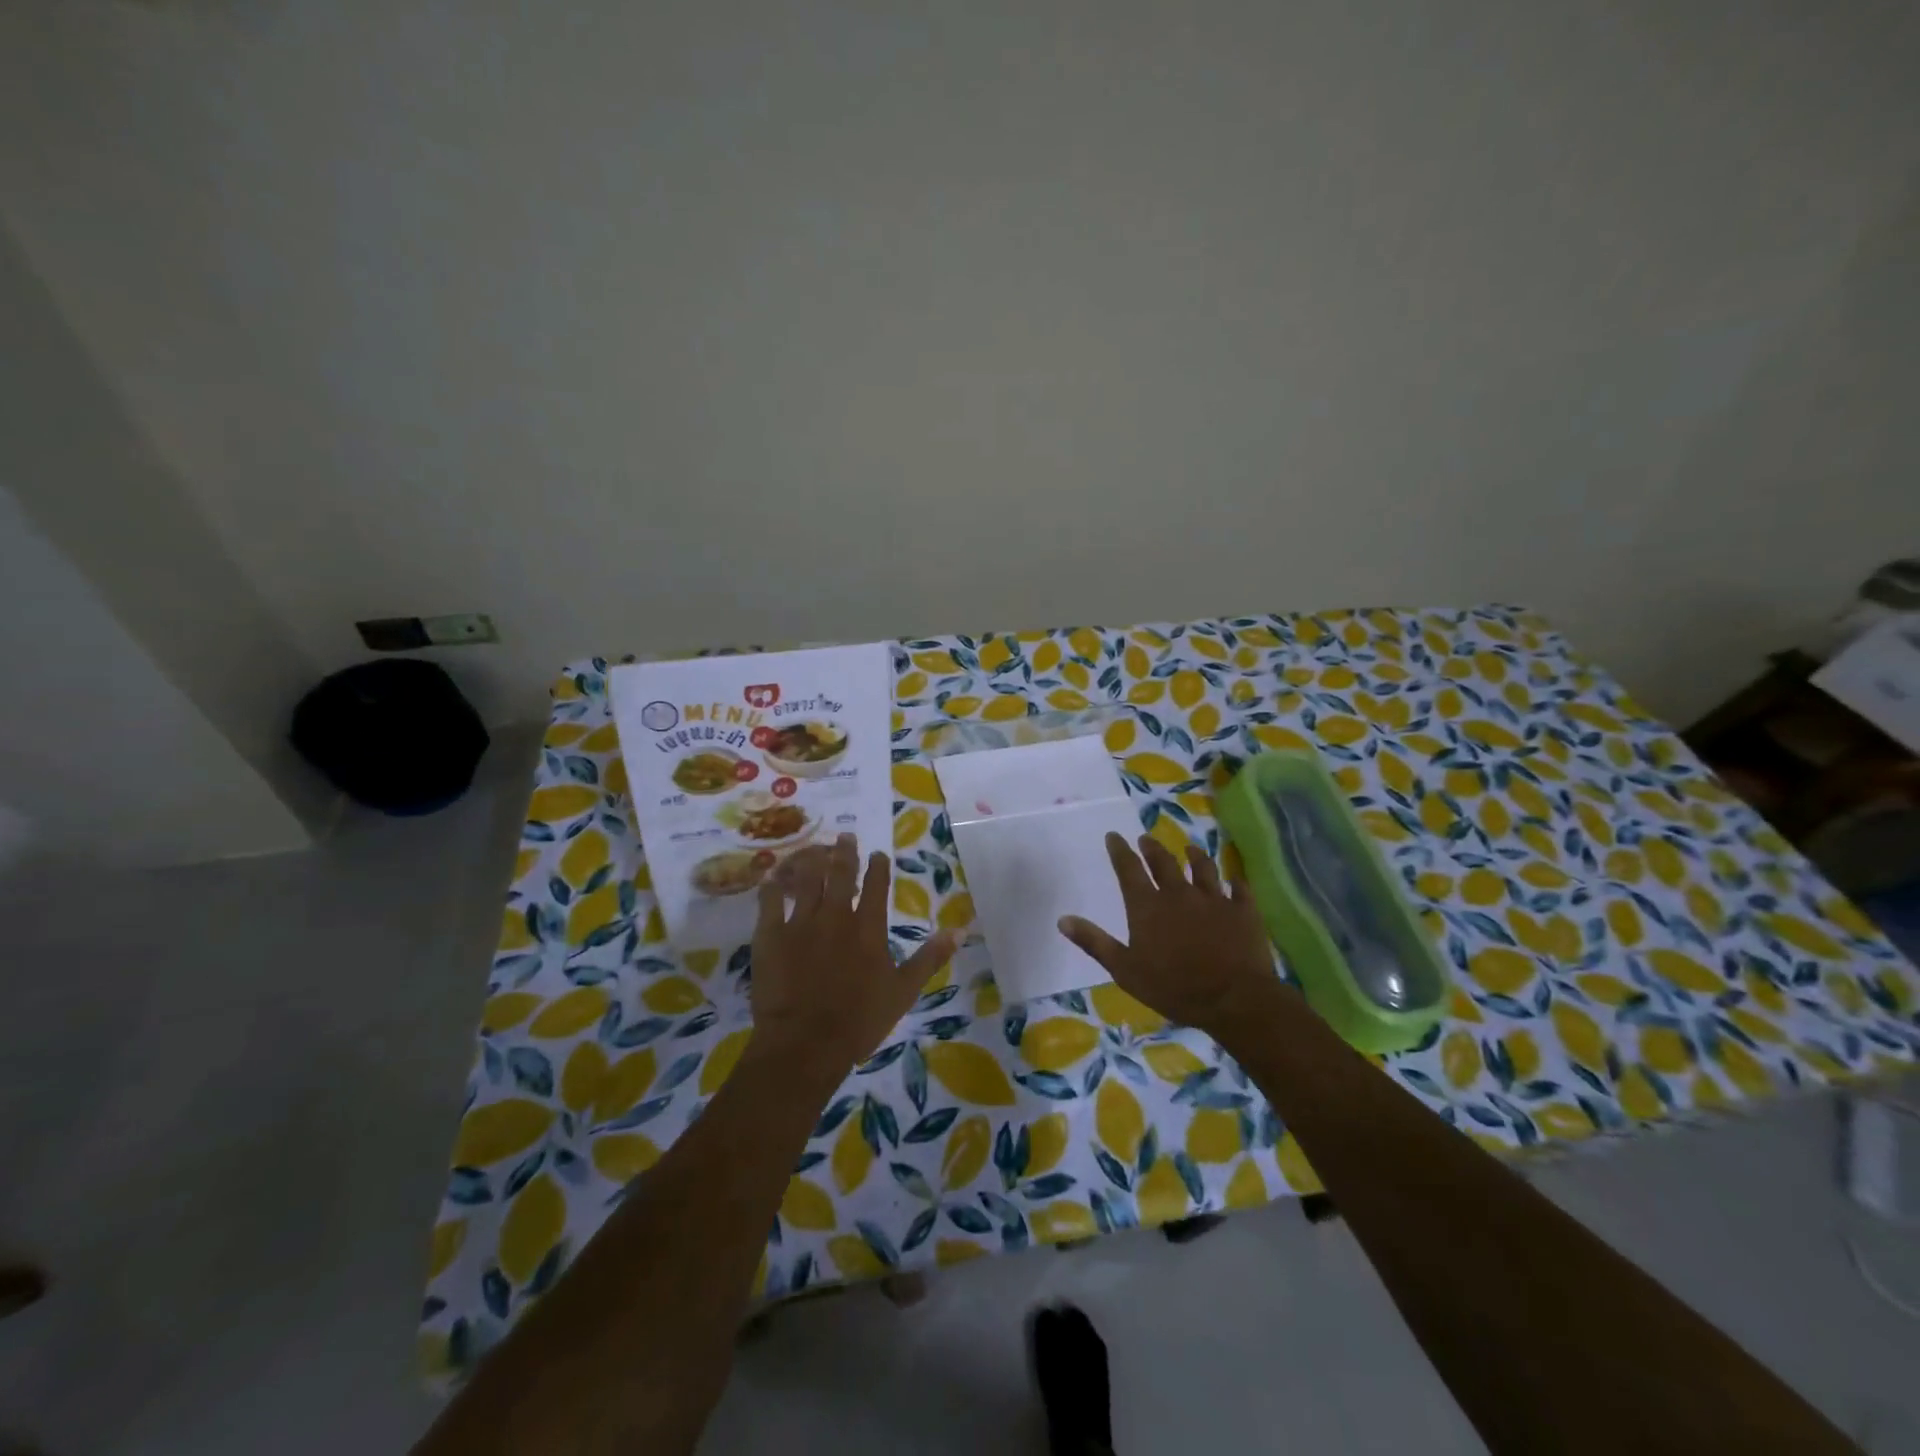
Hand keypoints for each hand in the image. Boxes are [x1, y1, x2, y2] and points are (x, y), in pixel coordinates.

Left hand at [749, 834, 958, 1076]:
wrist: (805, 1044)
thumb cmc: (859, 1021)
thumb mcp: (904, 991)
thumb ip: (930, 957)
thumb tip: (960, 930)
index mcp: (868, 927)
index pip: (876, 885)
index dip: (878, 866)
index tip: (877, 854)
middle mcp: (835, 915)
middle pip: (840, 874)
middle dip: (844, 852)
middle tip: (844, 836)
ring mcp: (800, 922)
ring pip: (806, 879)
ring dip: (812, 860)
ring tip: (815, 848)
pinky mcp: (770, 935)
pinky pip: (769, 901)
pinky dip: (772, 886)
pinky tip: (772, 876)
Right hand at [1058, 832, 1278, 1036]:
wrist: (1234, 998)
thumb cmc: (1174, 988)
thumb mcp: (1125, 970)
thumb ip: (1095, 942)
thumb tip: (1063, 920)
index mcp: (1147, 906)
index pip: (1129, 869)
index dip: (1119, 850)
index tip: (1114, 836)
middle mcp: (1179, 893)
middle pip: (1163, 862)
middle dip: (1152, 849)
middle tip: (1146, 839)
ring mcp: (1214, 899)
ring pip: (1202, 868)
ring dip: (1194, 856)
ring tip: (1190, 848)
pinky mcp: (1243, 910)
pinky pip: (1239, 889)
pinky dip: (1235, 882)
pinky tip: (1235, 879)